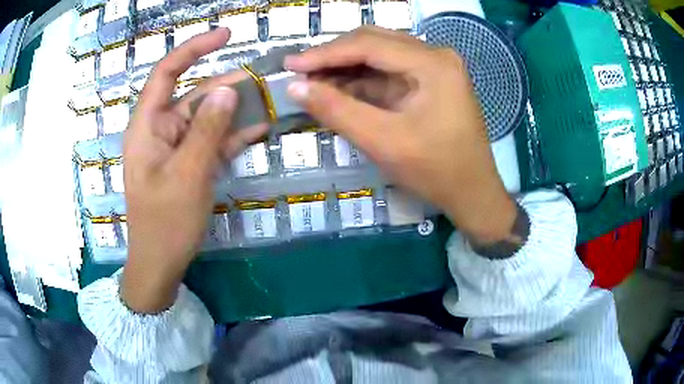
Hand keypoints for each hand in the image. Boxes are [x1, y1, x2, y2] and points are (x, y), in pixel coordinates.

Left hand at [121, 28, 266, 312]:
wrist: (160, 264)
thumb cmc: (165, 223)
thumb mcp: (187, 175)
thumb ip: (207, 130)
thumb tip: (228, 90)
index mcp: (147, 126)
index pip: (166, 73)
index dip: (194, 49)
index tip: (226, 35)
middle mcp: (160, 130)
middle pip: (194, 95)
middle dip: (227, 87)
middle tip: (264, 81)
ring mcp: (175, 148)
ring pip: (206, 118)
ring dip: (235, 112)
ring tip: (269, 102)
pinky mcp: (188, 163)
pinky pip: (211, 141)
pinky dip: (232, 135)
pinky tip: (260, 129)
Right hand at [284, 27, 517, 245]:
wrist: (473, 194)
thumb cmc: (435, 170)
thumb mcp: (382, 141)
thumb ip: (336, 110)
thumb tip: (294, 87)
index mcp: (432, 63)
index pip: (368, 44)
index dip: (324, 53)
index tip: (289, 65)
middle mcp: (435, 55)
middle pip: (374, 43)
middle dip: (333, 57)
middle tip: (299, 72)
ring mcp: (434, 68)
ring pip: (379, 56)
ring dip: (345, 69)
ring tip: (312, 83)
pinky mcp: (430, 82)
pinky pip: (389, 73)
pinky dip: (362, 82)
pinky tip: (338, 91)